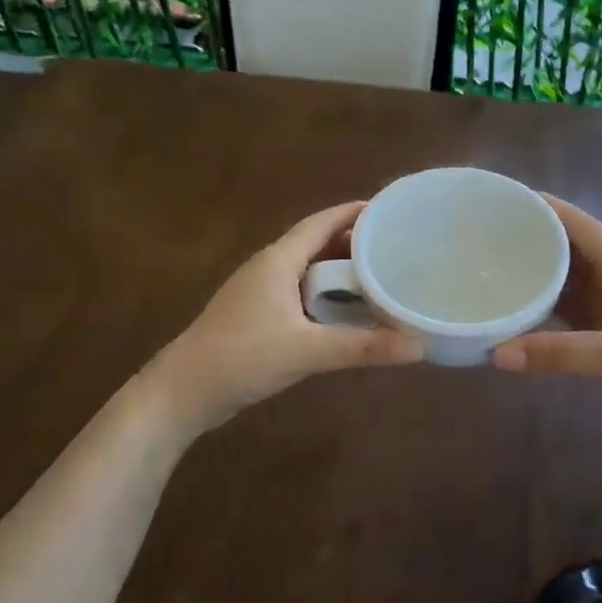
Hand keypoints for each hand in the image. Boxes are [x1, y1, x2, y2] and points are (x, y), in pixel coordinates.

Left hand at [146, 201, 423, 434]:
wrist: (182, 392)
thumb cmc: (241, 357)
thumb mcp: (306, 351)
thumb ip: (361, 347)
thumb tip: (418, 347)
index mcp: (278, 261)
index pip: (321, 222)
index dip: (354, 213)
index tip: (389, 210)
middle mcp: (268, 268)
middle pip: (315, 243)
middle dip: (353, 242)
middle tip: (395, 247)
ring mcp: (259, 292)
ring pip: (307, 270)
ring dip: (338, 270)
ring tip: (378, 277)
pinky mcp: (256, 316)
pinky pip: (299, 293)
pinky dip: (325, 294)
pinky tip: (345, 313)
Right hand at [492, 196, 601, 454]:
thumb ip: (559, 354)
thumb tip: (496, 353)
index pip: (582, 226)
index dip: (550, 208)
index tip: (512, 198)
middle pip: (574, 251)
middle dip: (538, 240)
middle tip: (491, 237)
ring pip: (575, 283)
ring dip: (544, 276)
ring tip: (500, 270)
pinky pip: (579, 313)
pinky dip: (553, 310)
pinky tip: (529, 315)